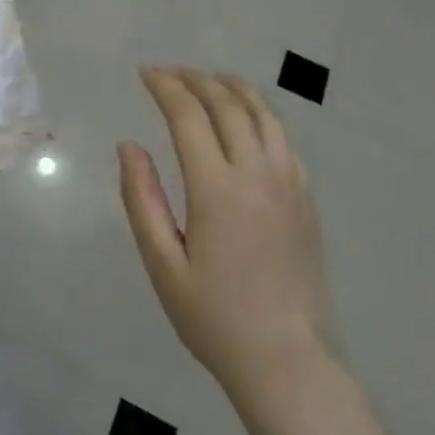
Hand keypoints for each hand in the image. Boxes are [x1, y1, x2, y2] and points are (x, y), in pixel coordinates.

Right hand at [118, 68, 334, 405]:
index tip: (145, 73)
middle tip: (169, 73)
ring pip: (263, 115)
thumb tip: (128, 146)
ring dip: (233, 88)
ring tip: (210, 79)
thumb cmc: (213, 318)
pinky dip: (261, 115)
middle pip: (227, 105)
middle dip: (195, 80)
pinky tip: (248, 120)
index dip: (165, 87)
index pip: (189, 116)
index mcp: (217, 189)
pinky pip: (284, 140)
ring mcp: (289, 184)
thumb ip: (142, 199)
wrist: (286, 360)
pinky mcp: (306, 199)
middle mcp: (257, 175)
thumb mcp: (162, 264)